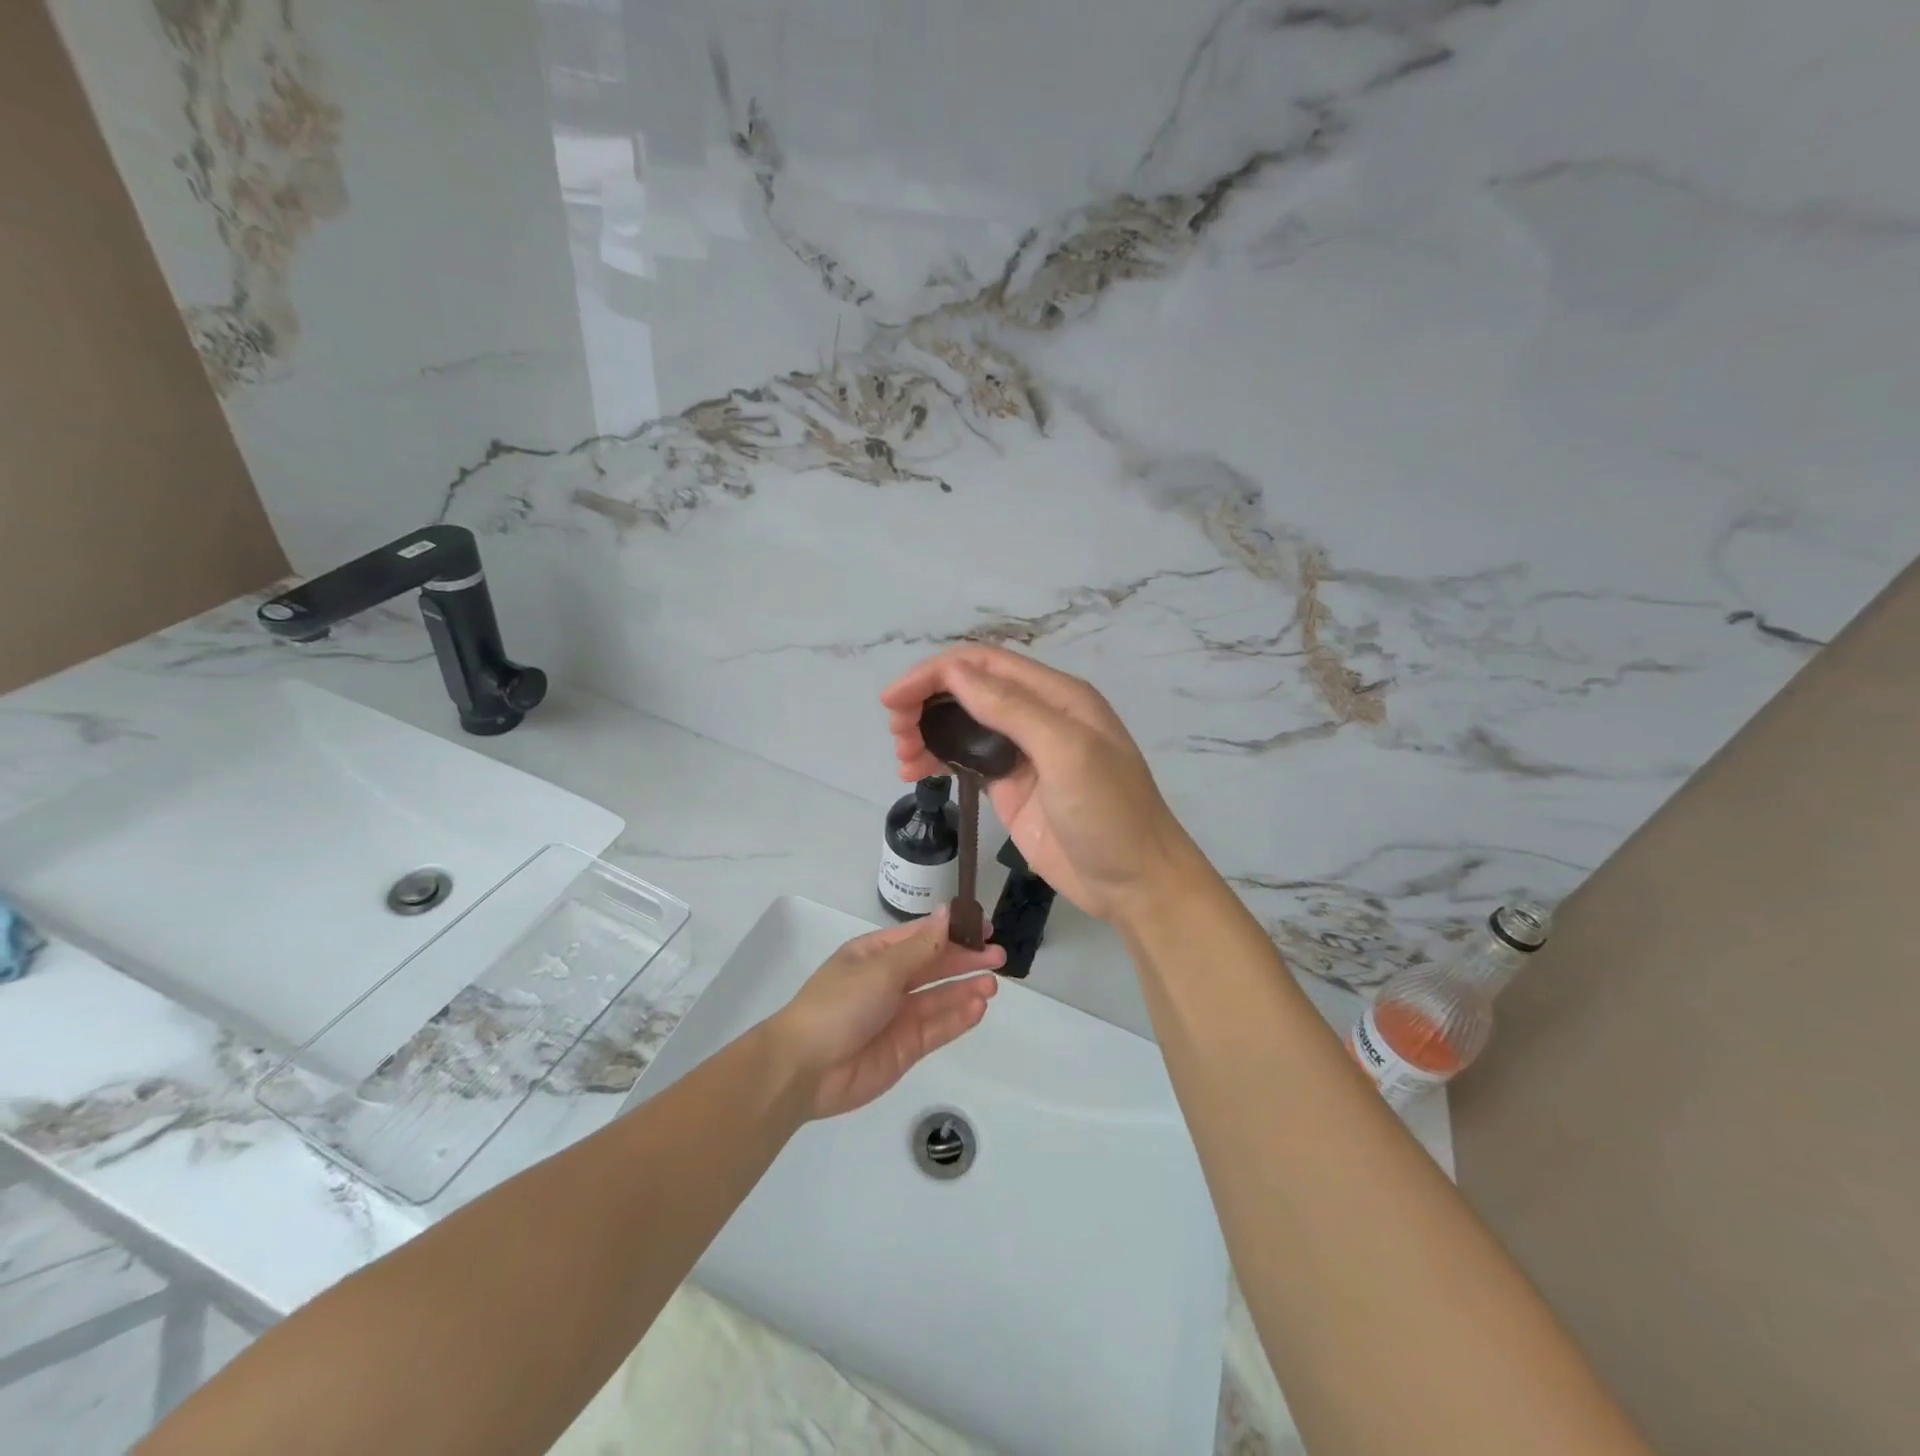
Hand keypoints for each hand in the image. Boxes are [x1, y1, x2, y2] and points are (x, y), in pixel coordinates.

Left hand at [769, 907, 1003, 1119]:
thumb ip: (922, 947)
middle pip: (935, 965)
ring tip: (992, 985)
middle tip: (998, 956)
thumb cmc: (840, 1004)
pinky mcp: (906, 1048)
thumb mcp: (882, 968)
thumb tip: (948, 913)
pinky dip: (958, 1017)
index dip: (953, 930)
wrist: (806, 1068)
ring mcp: (898, 1016)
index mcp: (876, 954)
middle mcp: (889, 981)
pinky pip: (937, 1028)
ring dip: (966, 989)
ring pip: (940, 997)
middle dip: (966, 959)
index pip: (922, 935)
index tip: (984, 926)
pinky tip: (978, 1008)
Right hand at [882, 646, 1201, 926]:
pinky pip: (966, 760)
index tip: (893, 699)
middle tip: (896, 734)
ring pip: (963, 724)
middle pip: (969, 690)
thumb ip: (1011, 709)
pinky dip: (938, 759)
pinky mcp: (1011, 788)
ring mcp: (1023, 754)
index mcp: (1056, 696)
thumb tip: (953, 672)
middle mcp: (1038, 716)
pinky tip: (917, 772)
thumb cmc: (1109, 813)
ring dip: (927, 731)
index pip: (984, 664)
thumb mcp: (1066, 752)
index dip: (935, 673)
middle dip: (926, 702)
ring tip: (903, 758)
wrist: (1135, 883)